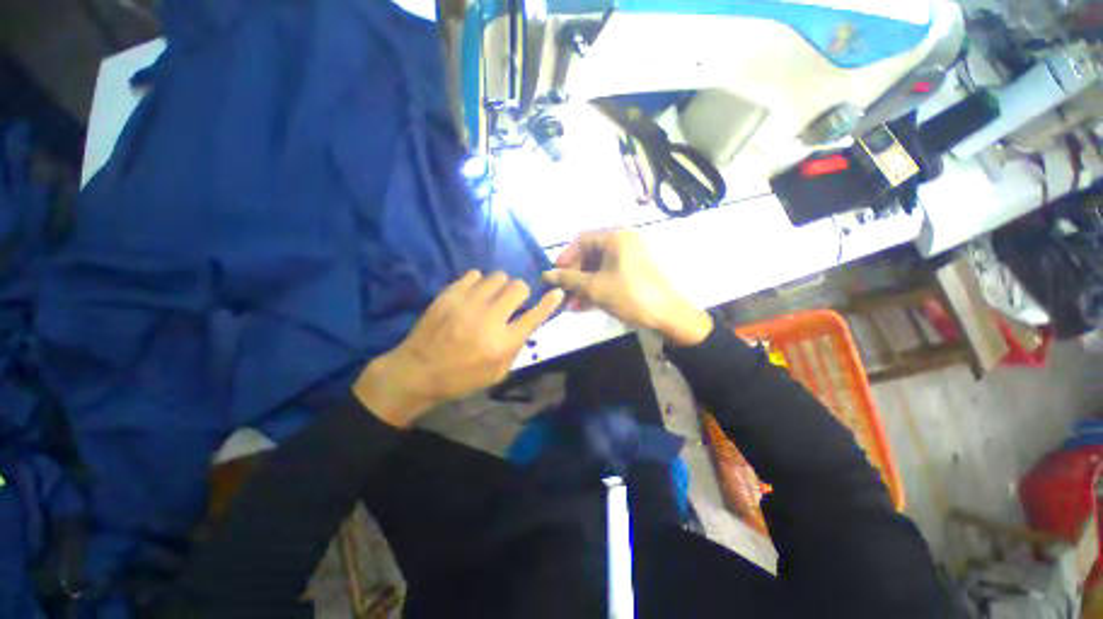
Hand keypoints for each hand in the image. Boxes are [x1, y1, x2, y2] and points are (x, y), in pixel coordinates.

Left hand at [354, 271, 563, 426]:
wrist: (418, 370)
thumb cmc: (461, 377)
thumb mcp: (497, 373)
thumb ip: (516, 347)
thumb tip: (526, 323)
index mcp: (503, 342)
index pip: (534, 316)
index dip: (549, 303)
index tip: (557, 292)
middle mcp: (490, 318)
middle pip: (518, 287)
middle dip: (520, 292)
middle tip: (511, 302)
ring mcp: (468, 302)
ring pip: (498, 276)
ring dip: (500, 286)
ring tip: (490, 298)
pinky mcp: (450, 293)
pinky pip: (475, 274)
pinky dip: (479, 282)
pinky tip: (473, 295)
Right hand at [542, 229, 711, 346]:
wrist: (668, 316)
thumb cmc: (629, 295)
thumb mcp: (595, 287)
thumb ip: (568, 279)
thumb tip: (546, 275)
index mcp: (615, 237)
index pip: (581, 239)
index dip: (565, 256)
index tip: (555, 274)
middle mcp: (622, 242)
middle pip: (589, 253)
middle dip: (574, 274)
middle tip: (563, 291)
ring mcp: (629, 258)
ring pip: (598, 267)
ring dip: (582, 284)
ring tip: (571, 303)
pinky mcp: (633, 273)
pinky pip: (608, 275)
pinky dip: (595, 287)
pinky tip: (584, 304)